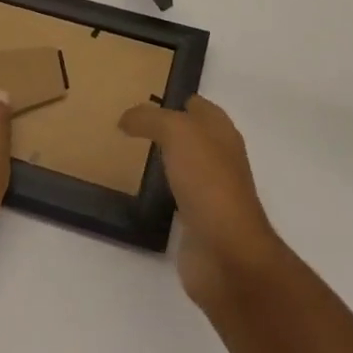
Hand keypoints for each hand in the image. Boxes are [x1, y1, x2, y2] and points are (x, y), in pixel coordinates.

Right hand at [119, 96, 286, 307]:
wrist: (226, 253)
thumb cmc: (207, 181)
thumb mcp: (176, 132)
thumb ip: (150, 119)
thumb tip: (126, 119)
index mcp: (221, 131)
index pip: (196, 105)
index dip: (173, 99)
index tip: (141, 99)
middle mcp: (219, 157)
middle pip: (190, 135)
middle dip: (165, 129)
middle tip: (129, 126)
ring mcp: (210, 191)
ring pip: (183, 165)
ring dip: (163, 160)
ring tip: (130, 154)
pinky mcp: (198, 221)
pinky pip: (176, 197)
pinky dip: (161, 193)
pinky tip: (141, 192)